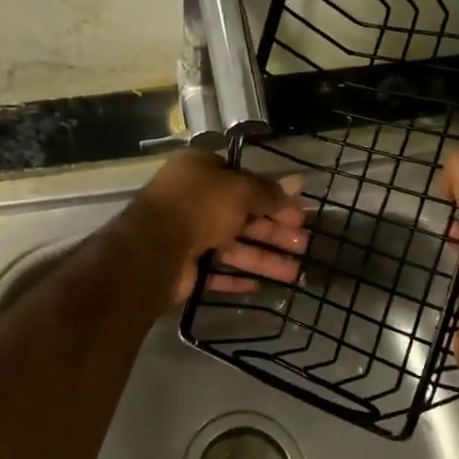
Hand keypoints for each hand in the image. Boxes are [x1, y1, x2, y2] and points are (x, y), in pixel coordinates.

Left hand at [122, 151, 308, 303]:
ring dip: (265, 258)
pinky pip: (215, 272)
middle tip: (305, 244)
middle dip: (275, 231)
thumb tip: (298, 183)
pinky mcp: (184, 268)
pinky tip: (260, 286)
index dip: (271, 195)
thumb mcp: (239, 190)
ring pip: (233, 247)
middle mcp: (192, 201)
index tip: (298, 211)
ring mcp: (187, 236)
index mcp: (200, 172)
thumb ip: (268, 191)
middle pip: (241, 216)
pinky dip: (236, 277)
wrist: (153, 250)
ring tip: (296, 273)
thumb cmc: (199, 206)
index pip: (241, 180)